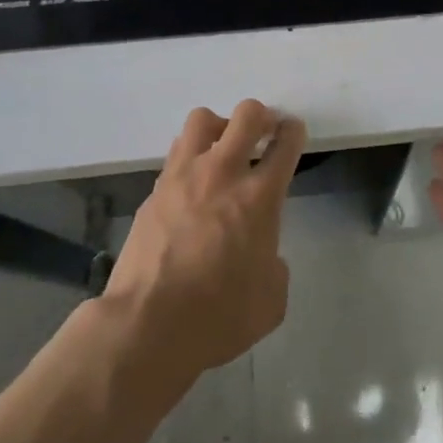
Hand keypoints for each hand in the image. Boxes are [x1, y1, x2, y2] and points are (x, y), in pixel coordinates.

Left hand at [100, 100, 305, 382]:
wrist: (148, 327)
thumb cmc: (218, 317)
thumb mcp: (271, 299)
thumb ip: (274, 265)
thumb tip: (262, 255)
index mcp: (259, 197)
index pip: (285, 143)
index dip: (294, 131)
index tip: (292, 133)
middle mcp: (223, 174)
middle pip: (246, 114)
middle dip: (260, 116)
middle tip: (262, 132)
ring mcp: (183, 178)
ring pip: (202, 120)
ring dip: (219, 128)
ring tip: (222, 150)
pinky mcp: (154, 192)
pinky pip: (176, 155)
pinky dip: (190, 159)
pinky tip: (193, 186)